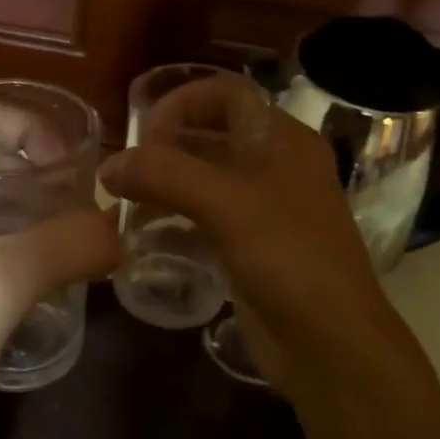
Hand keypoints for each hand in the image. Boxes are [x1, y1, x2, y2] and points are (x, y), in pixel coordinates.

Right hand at [101, 105, 396, 389]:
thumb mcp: (228, 206)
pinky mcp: (249, 249)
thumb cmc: (289, 260)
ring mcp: (263, 211)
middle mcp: (275, 167)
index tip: (143, 135)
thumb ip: (165, 176)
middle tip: (126, 172)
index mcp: (284, 141)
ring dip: (165, 186)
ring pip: (204, 181)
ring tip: (124, 203)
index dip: (182, 104)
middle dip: (166, 147)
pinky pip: (204, 220)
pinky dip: (174, 221)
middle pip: (212, 136)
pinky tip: (144, 237)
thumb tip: (109, 166)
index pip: (227, 94)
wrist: (330, 344)